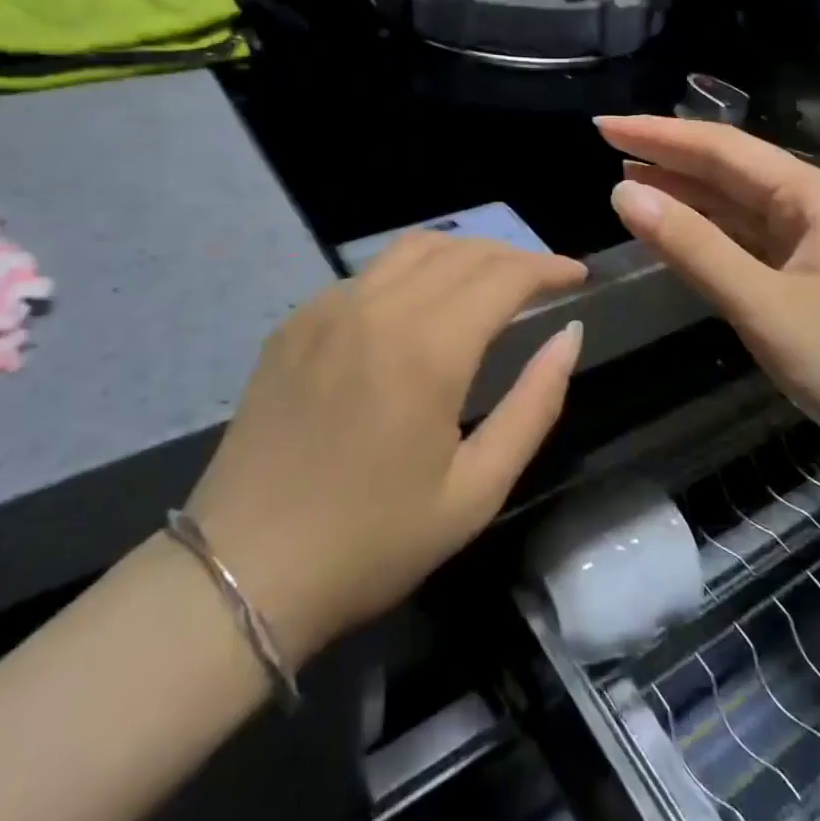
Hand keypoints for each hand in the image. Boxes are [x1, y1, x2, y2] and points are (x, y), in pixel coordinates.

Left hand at [184, 233, 586, 663]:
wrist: (243, 570)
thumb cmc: (372, 542)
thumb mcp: (476, 490)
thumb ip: (534, 405)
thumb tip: (569, 336)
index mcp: (428, 348)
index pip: (504, 275)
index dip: (547, 268)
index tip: (576, 275)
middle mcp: (378, 307)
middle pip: (462, 252)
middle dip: (512, 257)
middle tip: (542, 280)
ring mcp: (328, 308)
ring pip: (411, 249)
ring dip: (462, 253)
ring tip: (488, 280)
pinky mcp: (294, 322)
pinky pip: (367, 275)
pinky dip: (410, 274)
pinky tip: (417, 308)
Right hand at [600, 115, 819, 472]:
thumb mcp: (764, 305)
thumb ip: (693, 247)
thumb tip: (623, 192)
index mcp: (811, 195)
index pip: (721, 148)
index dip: (659, 134)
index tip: (604, 125)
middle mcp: (813, 207)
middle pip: (729, 170)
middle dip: (667, 157)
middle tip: (606, 146)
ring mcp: (813, 245)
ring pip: (736, 206)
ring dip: (684, 194)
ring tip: (627, 182)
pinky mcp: (809, 280)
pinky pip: (746, 242)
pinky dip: (706, 234)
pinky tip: (675, 232)